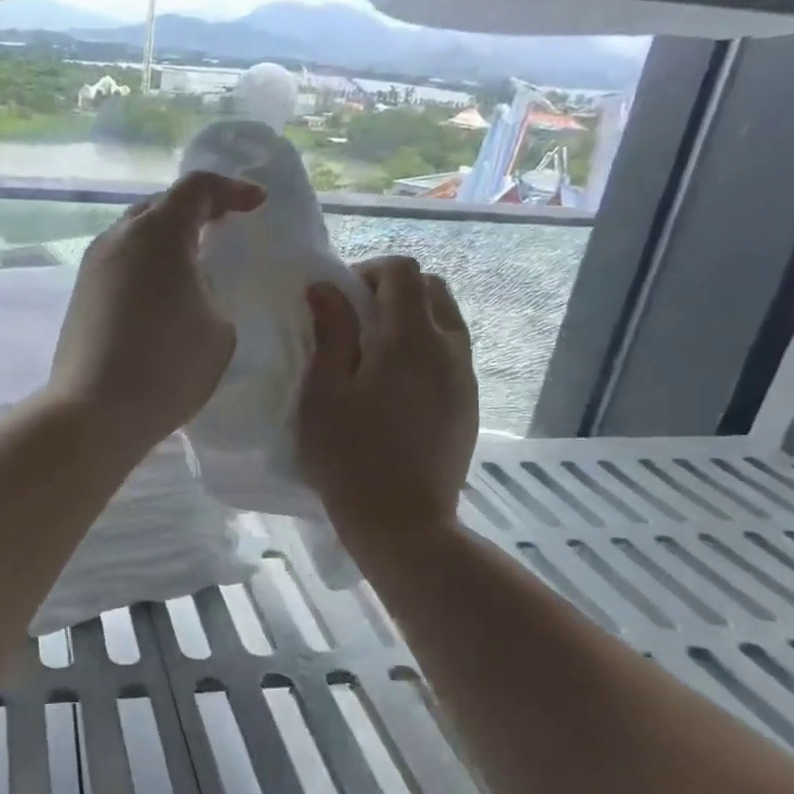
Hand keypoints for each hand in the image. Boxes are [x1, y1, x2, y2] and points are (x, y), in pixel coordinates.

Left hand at [48, 171, 264, 450]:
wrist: (94, 412)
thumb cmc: (166, 368)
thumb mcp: (219, 331)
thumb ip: (215, 295)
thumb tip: (195, 292)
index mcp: (158, 234)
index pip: (197, 188)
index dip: (231, 190)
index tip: (256, 204)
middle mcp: (119, 238)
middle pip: (160, 205)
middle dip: (197, 210)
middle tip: (224, 227)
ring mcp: (93, 266)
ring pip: (136, 234)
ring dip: (167, 240)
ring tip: (194, 262)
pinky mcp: (81, 295)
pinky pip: (121, 262)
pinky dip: (147, 265)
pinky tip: (162, 294)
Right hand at [298, 256, 479, 536]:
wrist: (402, 522)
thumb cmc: (349, 457)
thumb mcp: (324, 392)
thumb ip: (330, 333)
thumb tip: (326, 288)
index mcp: (411, 339)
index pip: (403, 272)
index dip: (368, 271)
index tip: (338, 300)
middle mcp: (449, 348)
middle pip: (433, 289)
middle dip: (393, 290)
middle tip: (355, 320)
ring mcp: (465, 378)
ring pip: (447, 321)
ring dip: (412, 318)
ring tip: (374, 352)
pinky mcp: (469, 404)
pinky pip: (452, 354)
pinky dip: (425, 348)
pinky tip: (394, 385)